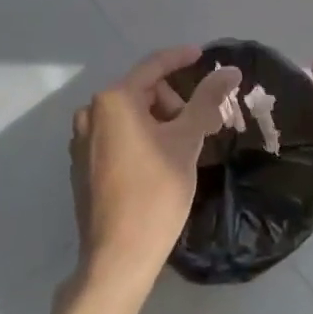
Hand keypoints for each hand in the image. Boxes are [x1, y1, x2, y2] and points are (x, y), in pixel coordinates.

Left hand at [70, 48, 240, 291]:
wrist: (117, 257)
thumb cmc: (155, 192)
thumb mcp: (187, 141)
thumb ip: (207, 100)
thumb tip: (230, 70)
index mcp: (113, 100)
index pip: (153, 66)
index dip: (181, 58)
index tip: (204, 56)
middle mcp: (91, 114)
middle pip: (142, 92)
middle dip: (173, 102)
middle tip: (201, 126)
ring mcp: (82, 142)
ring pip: (129, 117)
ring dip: (159, 122)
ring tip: (183, 148)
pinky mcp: (82, 166)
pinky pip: (117, 137)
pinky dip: (141, 139)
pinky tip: (159, 163)